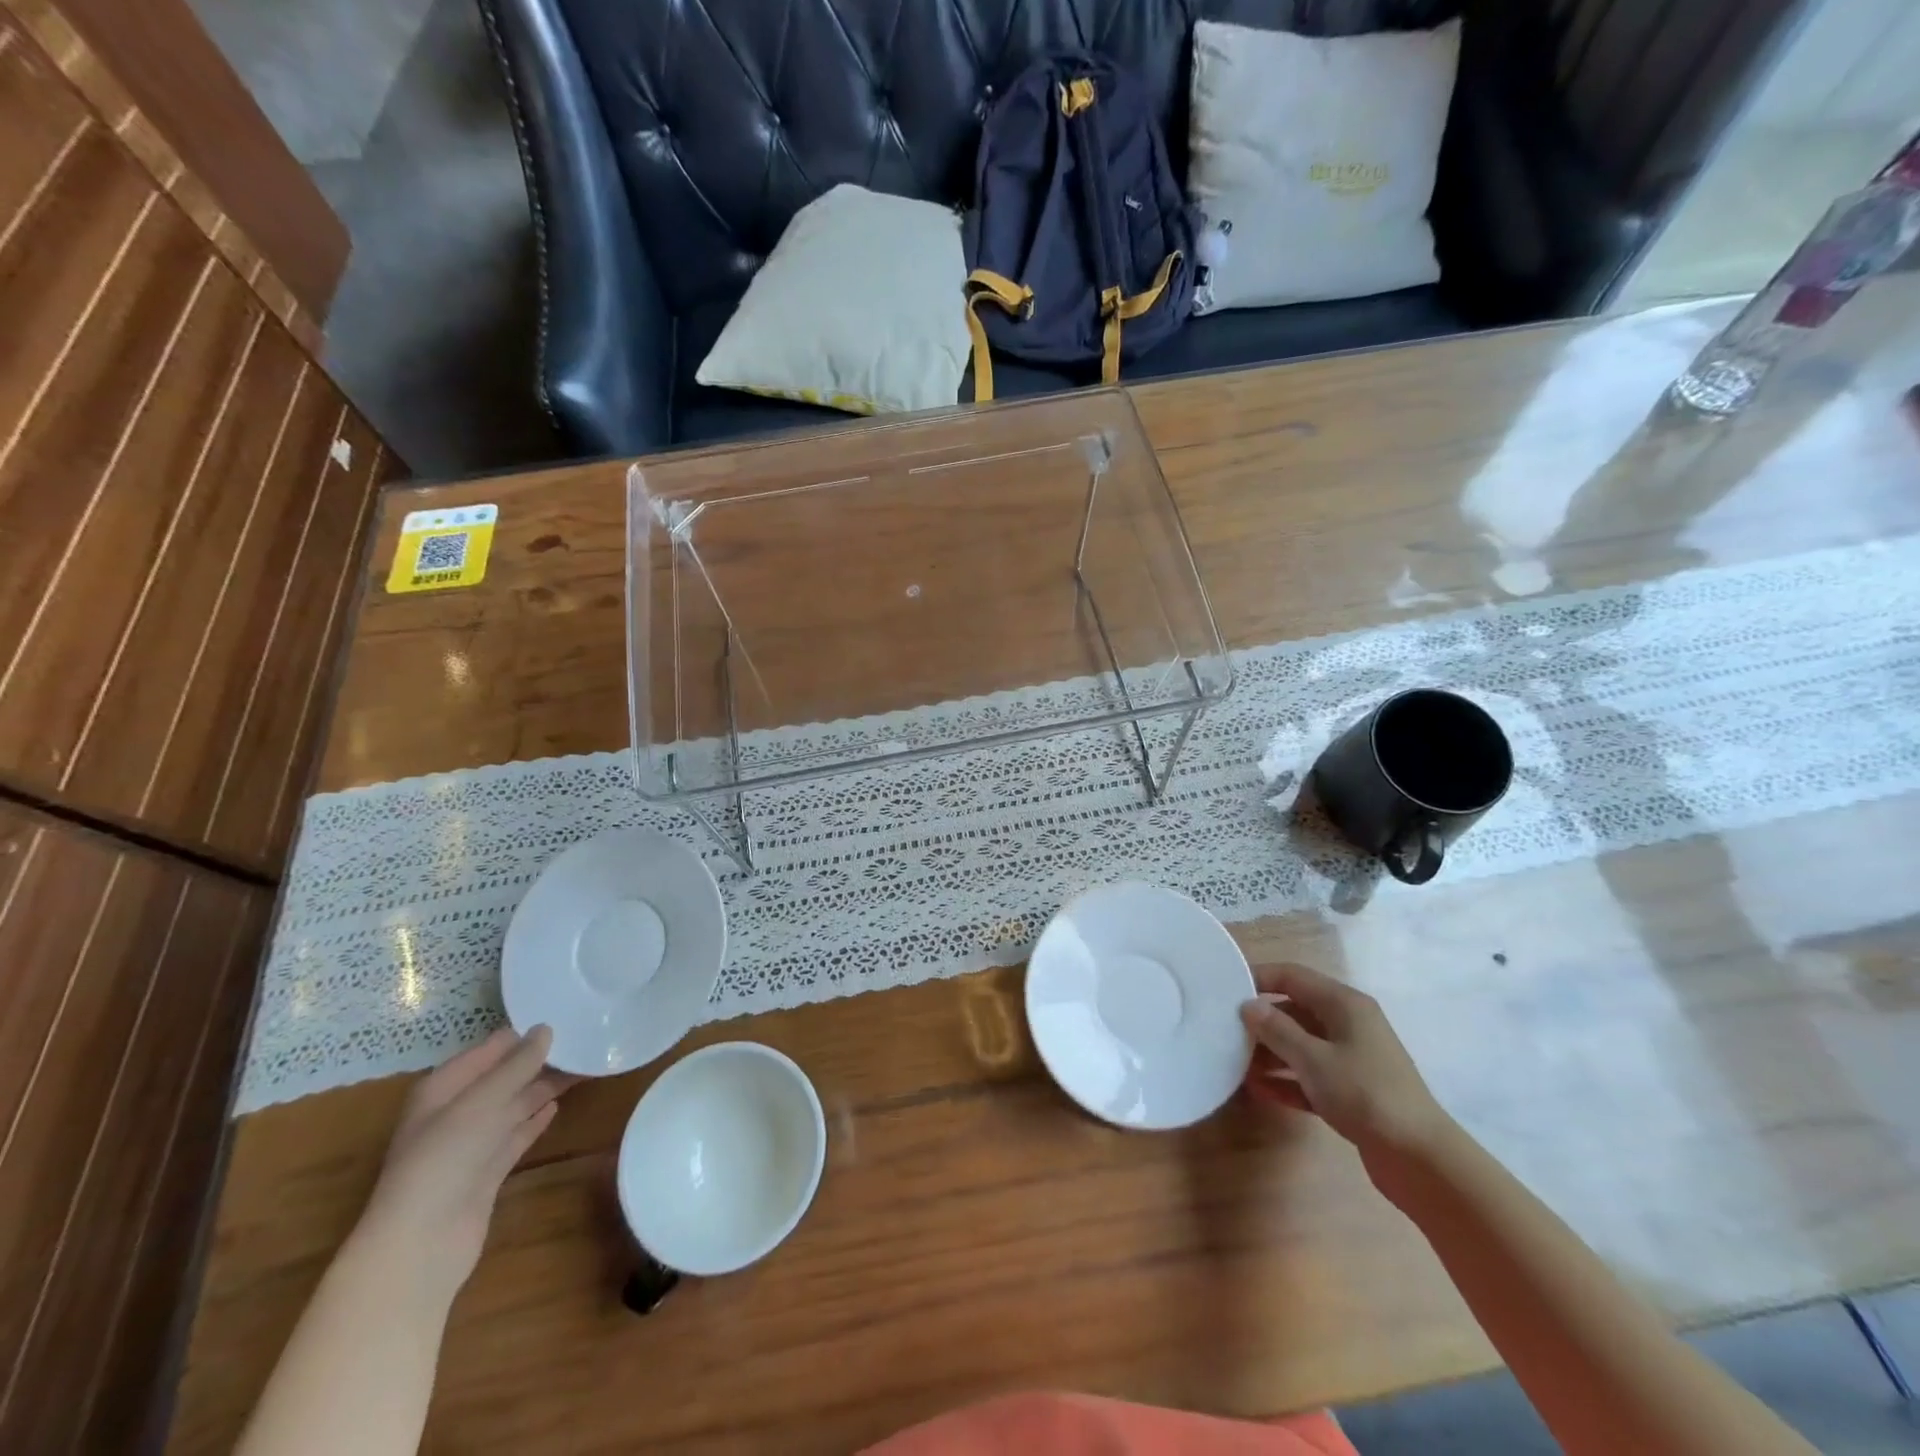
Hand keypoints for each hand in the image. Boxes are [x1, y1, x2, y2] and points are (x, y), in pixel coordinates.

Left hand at [357, 1025, 571, 1306]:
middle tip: (584, 1041)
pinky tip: (558, 1105)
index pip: (489, 1050)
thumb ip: (517, 1064)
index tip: (564, 1017)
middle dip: (539, 1061)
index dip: (523, 1035)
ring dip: (544, 1087)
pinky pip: (516, 1134)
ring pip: (514, 1104)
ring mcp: (471, 1144)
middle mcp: (455, 1111)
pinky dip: (536, 1119)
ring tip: (584, 1067)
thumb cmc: (445, 1158)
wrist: (421, 1243)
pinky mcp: (487, 1171)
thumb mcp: (483, 1101)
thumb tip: (545, 1029)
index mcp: (443, 1088)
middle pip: (503, 1077)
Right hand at [1239, 963, 1449, 1164]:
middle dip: (1262, 1020)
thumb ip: (1276, 1029)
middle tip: (1225, 1030)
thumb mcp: (1313, 1059)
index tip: (1224, 989)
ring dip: (1271, 1052)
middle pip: (1295, 1010)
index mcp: (1344, 1004)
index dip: (1259, 977)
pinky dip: (1287, 1079)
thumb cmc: (1365, 1094)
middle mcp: (1349, 1024)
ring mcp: (1352, 1058)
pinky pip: (1310, 1075)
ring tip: (1235, 1062)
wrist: (1421, 1160)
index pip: (1293, 976)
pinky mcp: (1352, 1090)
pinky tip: (1259, 1090)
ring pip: (1302, 1044)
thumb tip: (1248, 1005)